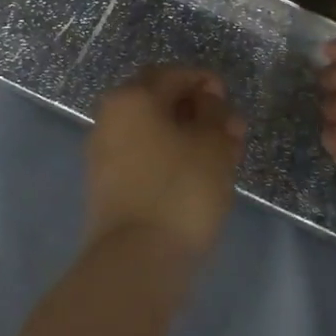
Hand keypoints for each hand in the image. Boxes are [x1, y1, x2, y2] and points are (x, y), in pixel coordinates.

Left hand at [86, 67, 245, 259]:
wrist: (136, 261)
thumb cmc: (180, 190)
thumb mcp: (213, 143)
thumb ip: (215, 112)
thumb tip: (207, 100)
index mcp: (133, 96)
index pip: (176, 74)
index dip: (208, 83)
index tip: (231, 105)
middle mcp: (111, 116)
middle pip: (161, 100)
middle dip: (198, 110)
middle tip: (230, 131)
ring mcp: (104, 151)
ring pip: (153, 129)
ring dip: (187, 134)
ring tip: (222, 156)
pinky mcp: (107, 183)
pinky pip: (144, 154)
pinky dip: (170, 155)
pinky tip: (197, 174)